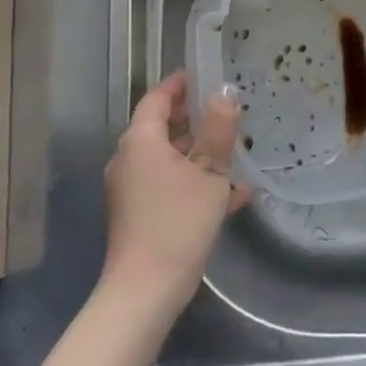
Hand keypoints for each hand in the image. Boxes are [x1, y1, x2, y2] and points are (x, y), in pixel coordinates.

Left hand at [101, 71, 248, 311]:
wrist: (146, 291)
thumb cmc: (178, 221)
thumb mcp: (209, 171)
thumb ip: (218, 129)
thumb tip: (225, 91)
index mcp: (140, 140)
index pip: (156, 98)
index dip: (179, 84)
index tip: (203, 75)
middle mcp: (129, 159)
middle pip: (162, 127)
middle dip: (195, 119)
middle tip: (227, 111)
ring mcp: (132, 189)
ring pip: (169, 159)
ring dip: (200, 154)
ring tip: (236, 153)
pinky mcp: (139, 215)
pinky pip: (169, 185)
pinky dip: (195, 182)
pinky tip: (233, 194)